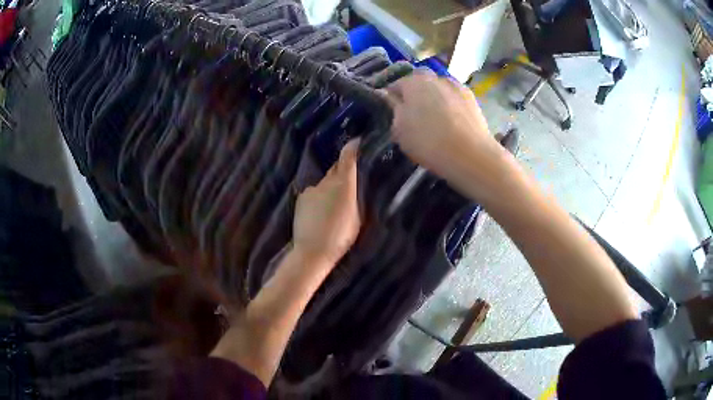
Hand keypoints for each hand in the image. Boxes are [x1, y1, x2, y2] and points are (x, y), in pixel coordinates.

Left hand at [293, 139, 361, 270]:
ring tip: (334, 202)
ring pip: (325, 182)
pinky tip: (320, 210)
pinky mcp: (301, 197)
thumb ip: (357, 196)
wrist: (312, 251)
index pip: (348, 156)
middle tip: (351, 178)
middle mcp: (326, 181)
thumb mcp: (358, 216)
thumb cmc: (341, 236)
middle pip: (336, 168)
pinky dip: (319, 196)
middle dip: (343, 169)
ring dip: (331, 186)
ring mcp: (311, 189)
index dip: (353, 147)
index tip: (359, 142)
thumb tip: (357, 184)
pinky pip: (314, 191)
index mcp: (344, 185)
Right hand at [380, 71, 508, 189]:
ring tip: (435, 118)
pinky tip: (452, 121)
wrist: (471, 155)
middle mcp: (435, 78)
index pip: (396, 84)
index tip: (391, 111)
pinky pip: (454, 98)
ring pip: (439, 88)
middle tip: (414, 113)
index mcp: (413, 81)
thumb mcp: (399, 130)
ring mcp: (456, 86)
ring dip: (435, 98)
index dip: (392, 97)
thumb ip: (394, 109)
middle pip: (420, 82)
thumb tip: (392, 98)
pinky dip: (451, 105)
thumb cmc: (428, 142)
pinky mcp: (472, 99)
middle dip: (415, 93)